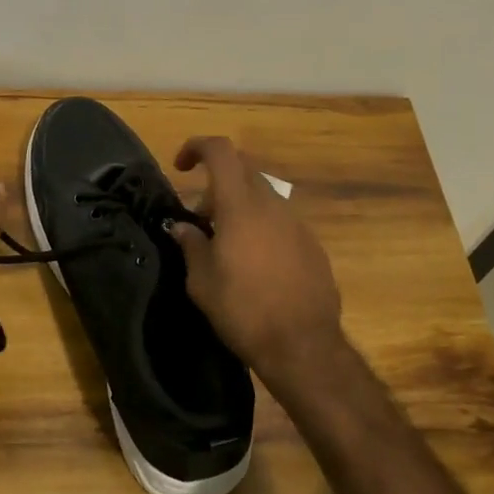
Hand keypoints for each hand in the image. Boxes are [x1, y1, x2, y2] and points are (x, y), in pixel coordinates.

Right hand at [169, 137, 344, 397]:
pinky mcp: (313, 246)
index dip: (197, 147)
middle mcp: (272, 206)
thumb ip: (191, 245)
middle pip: (243, 171)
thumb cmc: (243, 310)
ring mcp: (297, 225)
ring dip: (239, 209)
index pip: (221, 151)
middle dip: (216, 184)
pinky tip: (254, 266)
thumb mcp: (202, 281)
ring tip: (224, 246)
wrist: (303, 346)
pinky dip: (261, 229)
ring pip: (263, 198)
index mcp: (241, 206)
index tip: (180, 167)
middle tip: (200, 218)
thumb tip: (182, 227)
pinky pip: (280, 223)